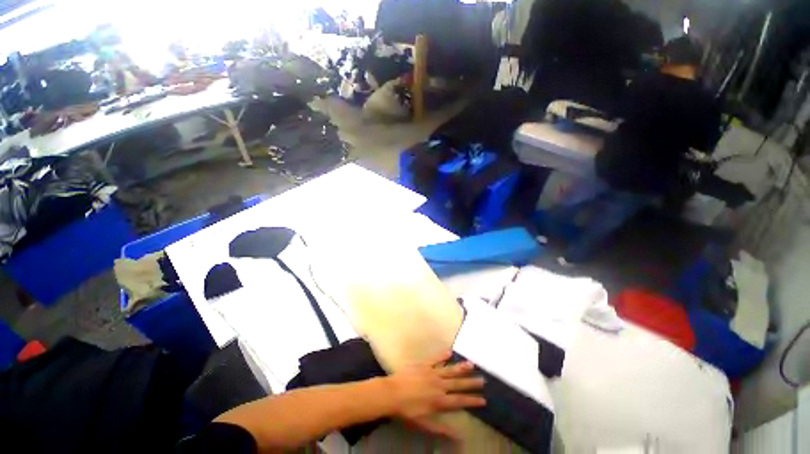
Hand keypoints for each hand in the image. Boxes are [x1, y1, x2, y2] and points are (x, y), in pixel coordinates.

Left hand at [384, 352, 485, 438]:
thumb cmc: (407, 411)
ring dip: (461, 367)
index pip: (459, 401)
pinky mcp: (424, 364)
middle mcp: (439, 385)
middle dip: (471, 383)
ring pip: (450, 370)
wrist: (392, 393)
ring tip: (472, 364)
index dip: (472, 401)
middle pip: (457, 384)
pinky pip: (435, 359)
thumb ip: (442, 429)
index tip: (483, 399)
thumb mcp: (425, 424)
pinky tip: (449, 352)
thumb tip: (460, 437)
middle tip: (483, 380)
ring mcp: (431, 373)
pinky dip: (443, 356)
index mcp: (439, 401)